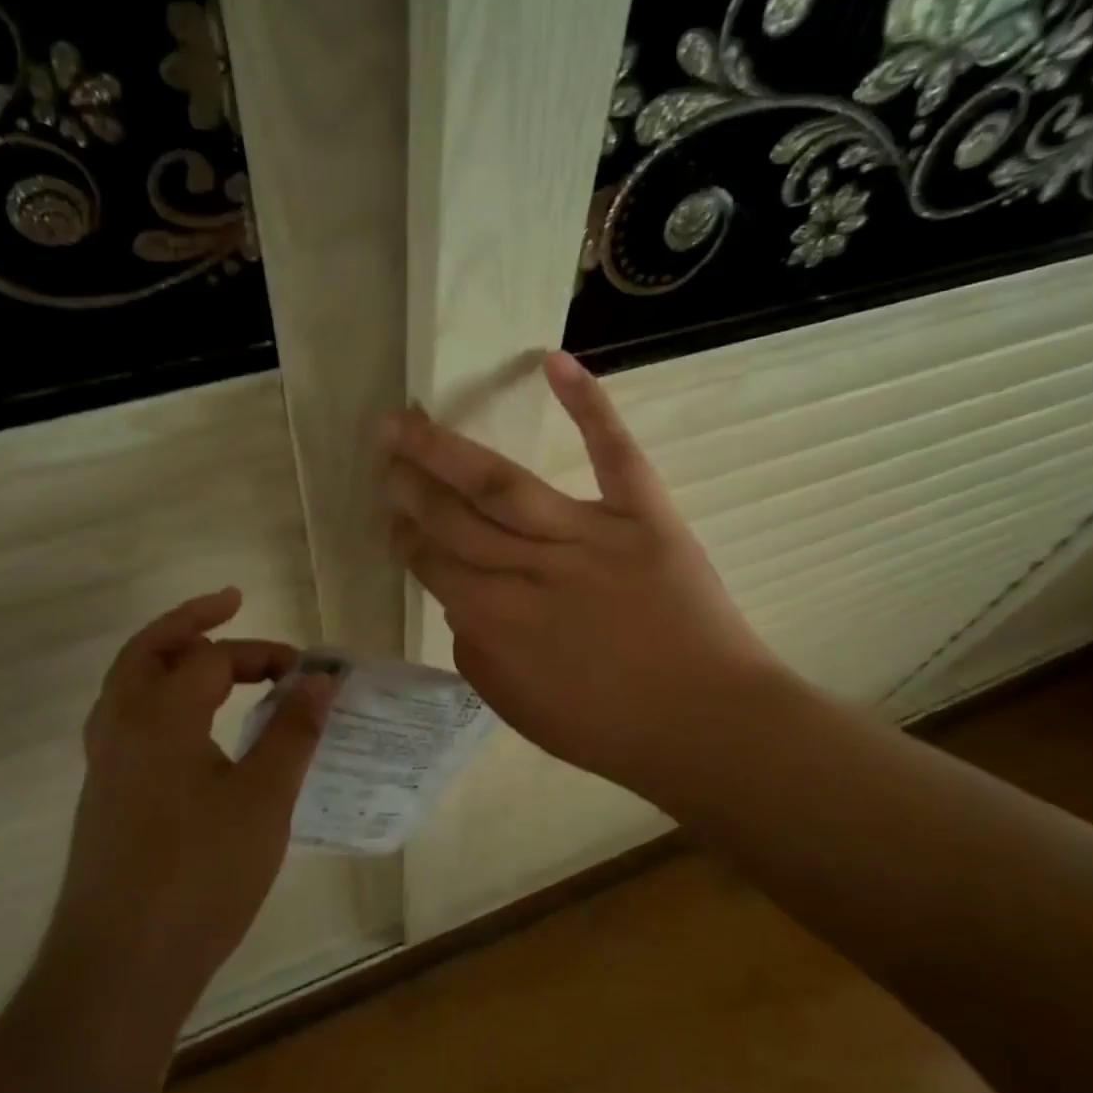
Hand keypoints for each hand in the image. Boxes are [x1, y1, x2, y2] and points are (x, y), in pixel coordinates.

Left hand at [45, 589, 334, 998]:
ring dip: (166, 658)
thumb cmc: (200, 876)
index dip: (263, 654)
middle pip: (146, 651)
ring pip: (127, 687)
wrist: (119, 970)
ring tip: (208, 655)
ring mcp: (105, 768)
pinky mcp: (105, 801)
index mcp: (159, 720)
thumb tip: (323, 678)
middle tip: (230, 603)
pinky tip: (191, 727)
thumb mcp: (264, 799)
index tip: (307, 671)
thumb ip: (293, 731)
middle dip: (189, 621)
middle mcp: (121, 731)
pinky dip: (159, 699)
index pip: (211, 659)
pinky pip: (127, 723)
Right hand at [386, 352, 785, 801]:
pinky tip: (553, 363)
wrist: (707, 723)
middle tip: (385, 449)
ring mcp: (588, 536)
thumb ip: (477, 655)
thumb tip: (462, 606)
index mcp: (496, 622)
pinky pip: (613, 453)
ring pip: (503, 485)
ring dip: (449, 449)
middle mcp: (530, 570)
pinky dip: (589, 404)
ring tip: (411, 418)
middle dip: (412, 484)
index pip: (434, 564)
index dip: (406, 535)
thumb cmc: (611, 729)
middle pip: (454, 518)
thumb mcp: (519, 709)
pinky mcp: (645, 517)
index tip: (391, 513)